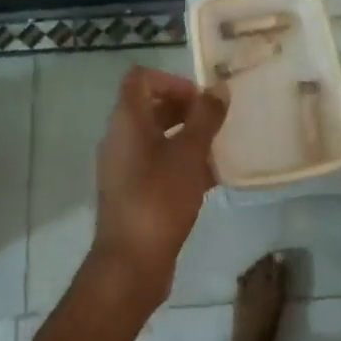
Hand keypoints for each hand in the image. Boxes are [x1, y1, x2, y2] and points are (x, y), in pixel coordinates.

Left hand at [89, 66, 227, 308]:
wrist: (132, 262)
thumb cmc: (159, 198)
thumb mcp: (189, 154)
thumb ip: (206, 118)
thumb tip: (219, 88)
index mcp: (126, 121)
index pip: (141, 78)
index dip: (172, 80)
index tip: (201, 99)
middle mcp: (120, 138)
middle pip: (151, 107)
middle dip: (186, 109)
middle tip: (217, 122)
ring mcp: (125, 167)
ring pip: (157, 138)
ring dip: (187, 137)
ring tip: (220, 148)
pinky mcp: (133, 192)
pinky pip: (158, 165)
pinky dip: (182, 163)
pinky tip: (213, 178)